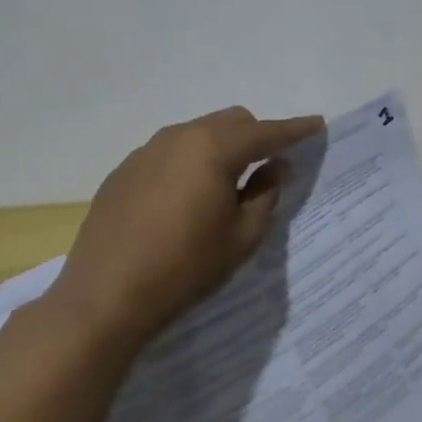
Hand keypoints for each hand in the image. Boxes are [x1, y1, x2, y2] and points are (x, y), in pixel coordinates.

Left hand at [47, 106, 323, 348]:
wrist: (103, 300)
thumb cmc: (184, 268)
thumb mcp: (242, 237)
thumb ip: (266, 194)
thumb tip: (275, 166)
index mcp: (214, 149)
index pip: (266, 132)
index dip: (295, 129)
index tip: (317, 125)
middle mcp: (180, 137)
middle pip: (231, 121)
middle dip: (256, 135)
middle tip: (269, 166)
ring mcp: (146, 152)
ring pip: (199, 132)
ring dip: (221, 147)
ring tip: (226, 184)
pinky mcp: (124, 171)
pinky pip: (170, 152)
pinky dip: (190, 161)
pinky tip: (186, 198)